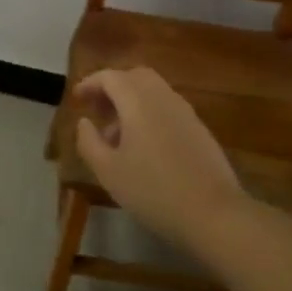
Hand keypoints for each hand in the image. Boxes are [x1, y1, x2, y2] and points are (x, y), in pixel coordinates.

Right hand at [74, 67, 245, 250]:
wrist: (214, 214)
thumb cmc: (153, 190)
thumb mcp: (108, 171)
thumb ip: (89, 142)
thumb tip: (84, 123)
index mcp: (138, 101)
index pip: (110, 77)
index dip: (90, 84)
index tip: (77, 99)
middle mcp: (163, 97)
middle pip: (135, 77)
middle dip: (113, 88)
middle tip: (97, 110)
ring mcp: (185, 112)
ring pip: (154, 91)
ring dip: (131, 102)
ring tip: (117, 134)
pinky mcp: (199, 129)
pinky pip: (168, 108)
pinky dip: (150, 113)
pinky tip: (144, 146)